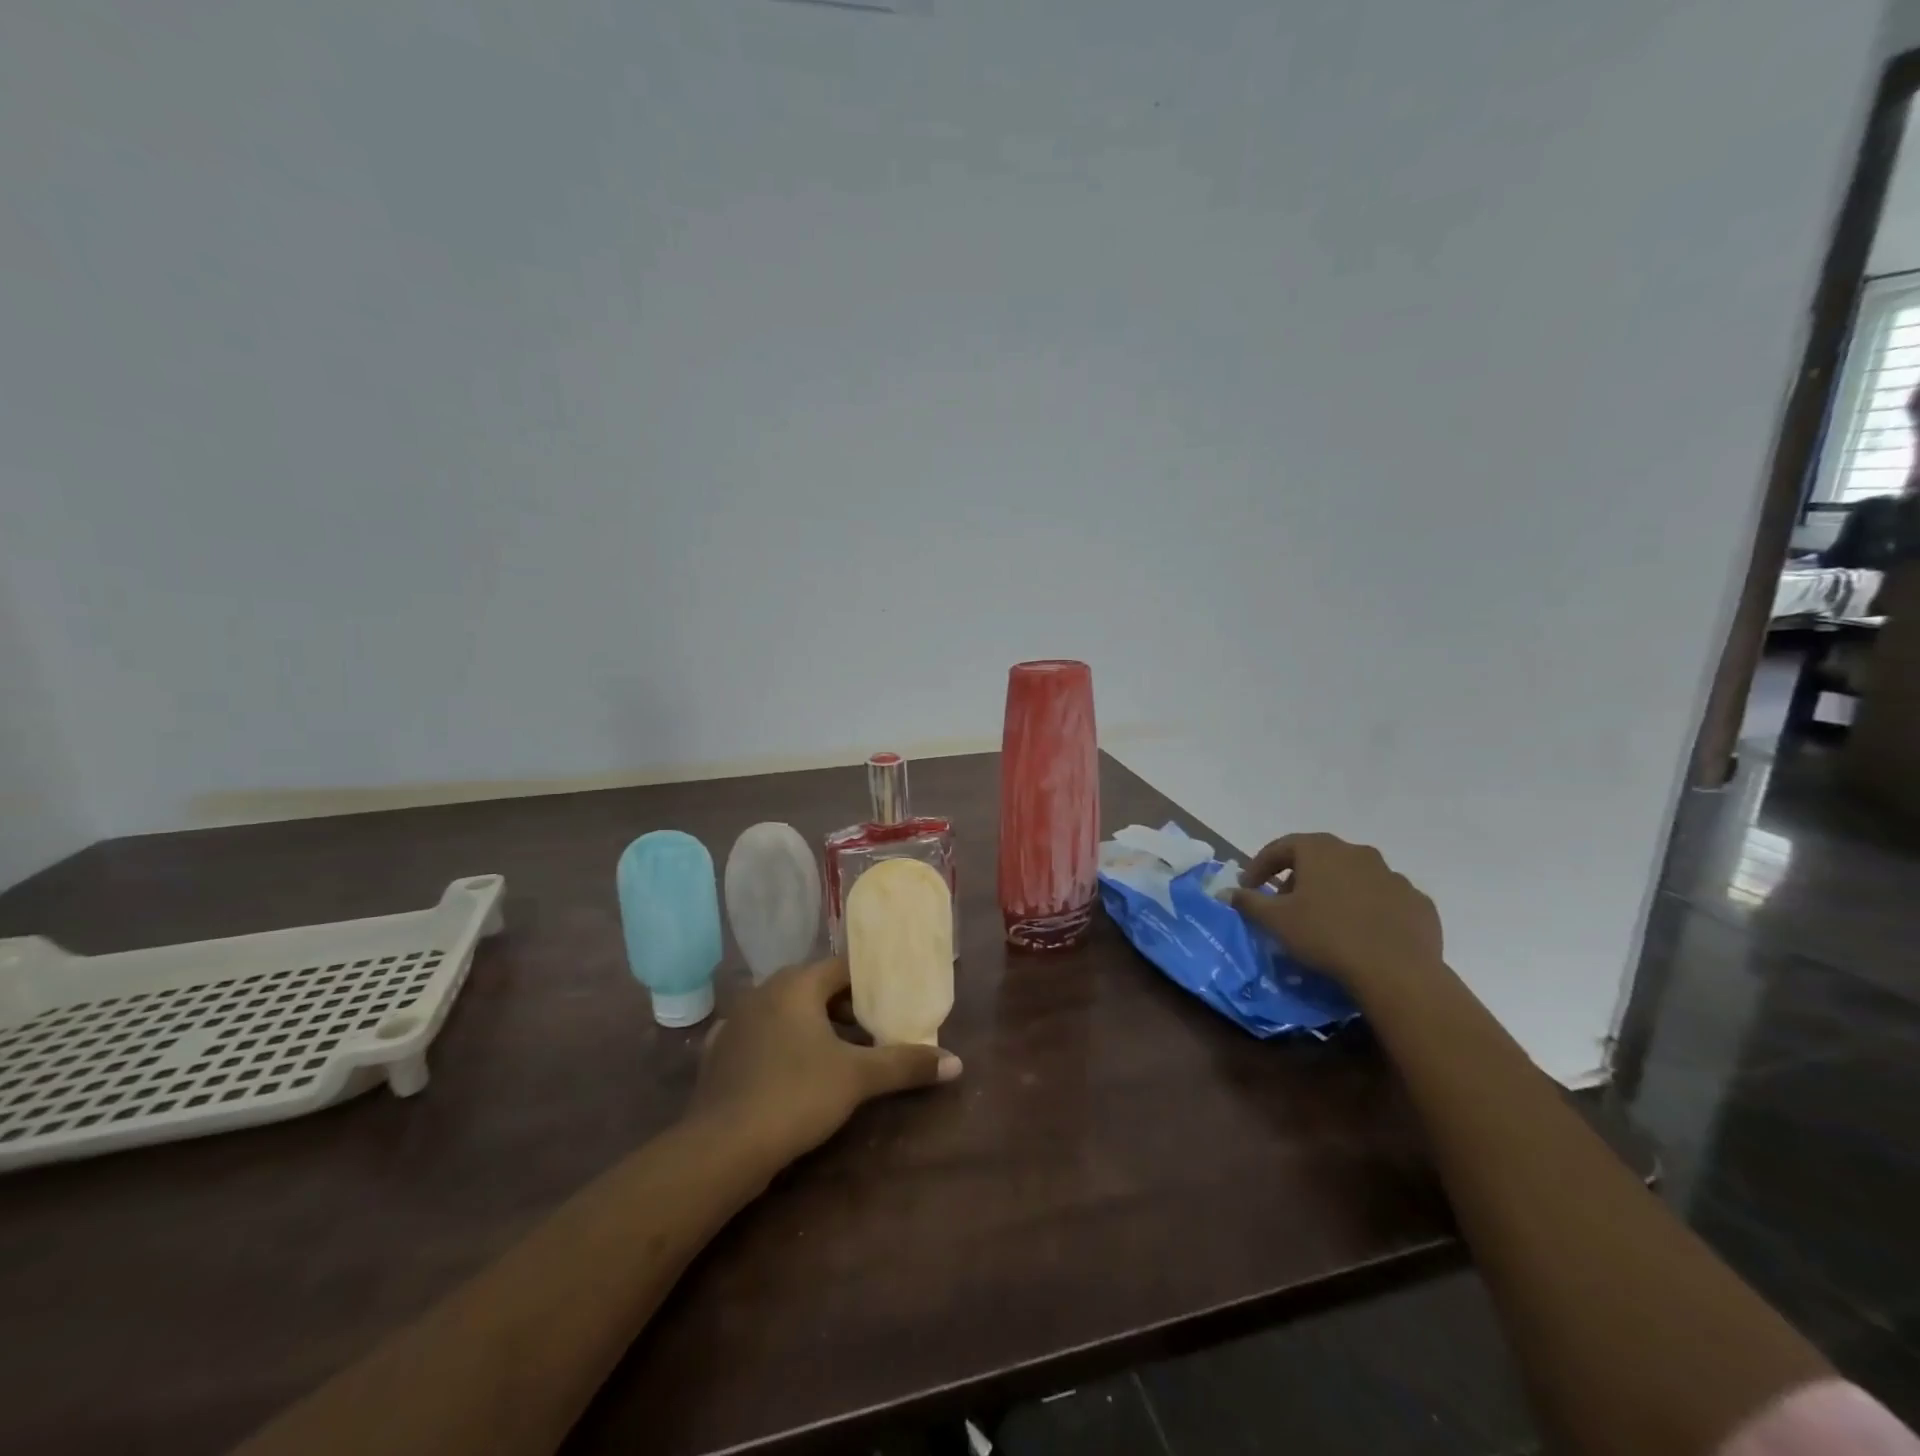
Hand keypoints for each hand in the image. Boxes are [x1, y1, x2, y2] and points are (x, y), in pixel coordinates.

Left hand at [688, 958, 961, 1163]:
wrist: (721, 1149)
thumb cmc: (795, 1096)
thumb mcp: (858, 1078)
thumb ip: (905, 1064)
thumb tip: (956, 1063)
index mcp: (795, 984)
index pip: (842, 968)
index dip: (871, 982)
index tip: (894, 998)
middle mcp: (762, 992)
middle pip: (815, 989)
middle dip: (846, 1008)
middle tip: (876, 1029)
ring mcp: (736, 1023)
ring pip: (787, 1014)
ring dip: (815, 1029)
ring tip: (843, 1054)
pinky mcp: (719, 1055)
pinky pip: (761, 1040)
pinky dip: (782, 1049)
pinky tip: (794, 1072)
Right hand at [1228, 833, 1442, 990]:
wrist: (1397, 972)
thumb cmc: (1325, 936)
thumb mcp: (1275, 921)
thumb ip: (1248, 902)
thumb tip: (1227, 892)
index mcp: (1321, 850)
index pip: (1281, 847)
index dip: (1260, 865)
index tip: (1249, 887)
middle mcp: (1358, 853)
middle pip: (1319, 859)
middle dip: (1299, 878)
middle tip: (1287, 905)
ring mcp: (1393, 876)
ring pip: (1354, 877)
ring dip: (1336, 892)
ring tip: (1326, 921)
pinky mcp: (1418, 902)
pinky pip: (1384, 899)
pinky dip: (1369, 909)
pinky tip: (1362, 934)